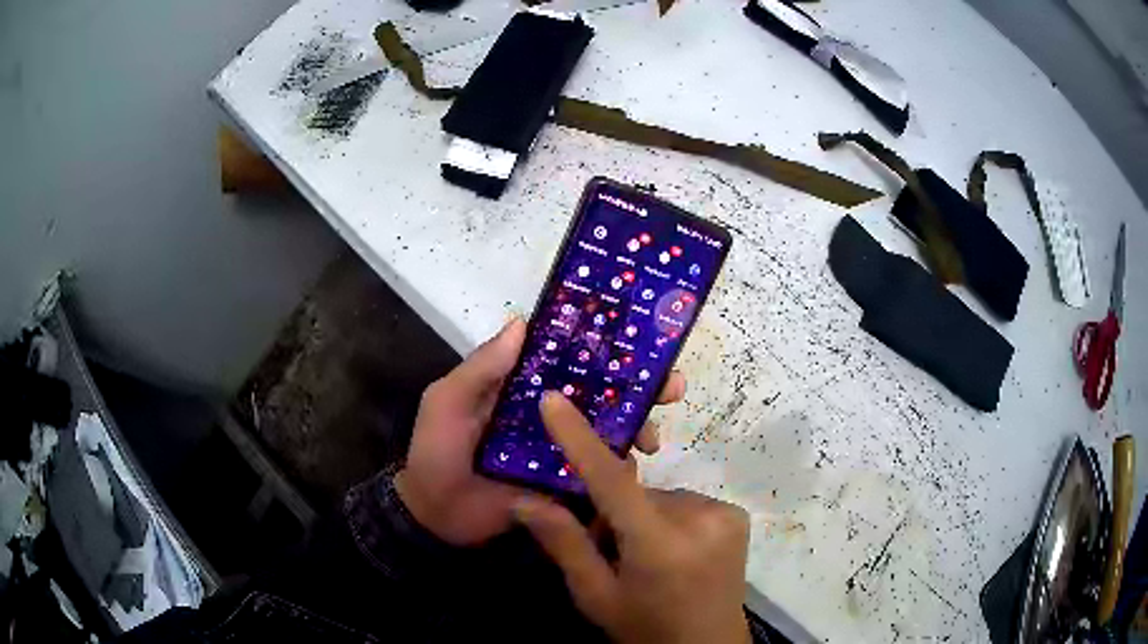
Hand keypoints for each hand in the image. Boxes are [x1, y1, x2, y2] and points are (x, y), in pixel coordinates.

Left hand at [395, 318, 685, 545]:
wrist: (436, 517)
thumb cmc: (438, 452)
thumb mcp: (448, 402)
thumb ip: (481, 369)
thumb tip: (522, 321)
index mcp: (525, 389)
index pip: (571, 360)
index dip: (606, 348)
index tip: (643, 340)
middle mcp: (550, 414)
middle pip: (602, 394)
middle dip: (641, 388)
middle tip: (672, 388)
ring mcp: (562, 451)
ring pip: (609, 432)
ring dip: (638, 428)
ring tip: (652, 439)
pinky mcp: (568, 485)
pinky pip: (601, 472)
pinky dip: (622, 468)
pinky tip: (634, 470)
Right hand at [514, 393, 751, 643]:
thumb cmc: (646, 628)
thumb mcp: (596, 596)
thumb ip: (564, 545)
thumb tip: (523, 500)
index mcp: (659, 546)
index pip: (612, 482)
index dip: (581, 439)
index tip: (555, 399)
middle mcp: (699, 519)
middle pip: (636, 493)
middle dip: (615, 514)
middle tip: (613, 551)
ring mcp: (724, 514)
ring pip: (659, 498)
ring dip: (644, 517)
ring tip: (648, 559)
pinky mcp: (735, 515)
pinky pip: (685, 503)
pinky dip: (670, 519)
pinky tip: (676, 553)